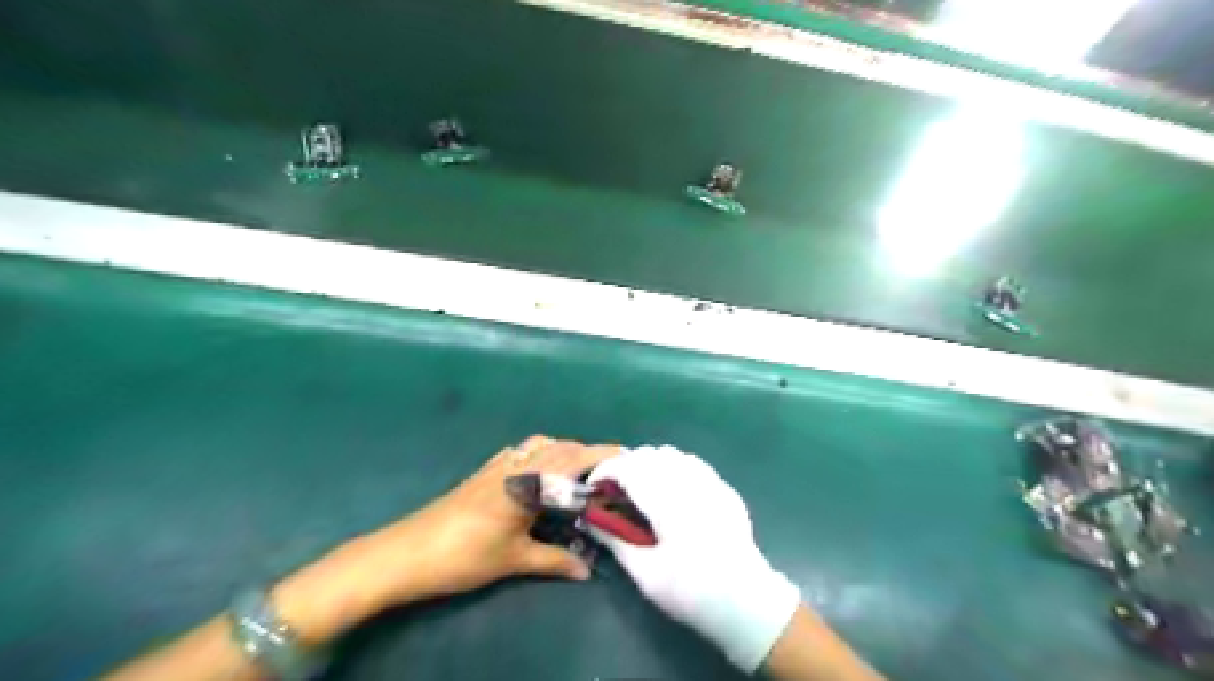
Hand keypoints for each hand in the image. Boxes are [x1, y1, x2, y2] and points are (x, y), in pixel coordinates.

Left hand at [373, 437, 620, 601]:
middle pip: (560, 446)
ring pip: (540, 445)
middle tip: (609, 471)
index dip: (602, 455)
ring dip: (563, 450)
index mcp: (528, 482)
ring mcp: (497, 465)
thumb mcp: (514, 560)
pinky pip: (520, 452)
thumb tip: (587, 570)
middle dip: (588, 452)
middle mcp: (516, 465)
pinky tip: (539, 474)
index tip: (627, 456)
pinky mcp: (483, 472)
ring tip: (578, 472)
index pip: (573, 459)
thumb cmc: (465, 554)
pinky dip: (540, 454)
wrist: (407, 552)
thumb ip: (554, 561)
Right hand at [585, 445, 797, 671]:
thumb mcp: (645, 574)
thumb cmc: (691, 591)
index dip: (605, 471)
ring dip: (649, 463)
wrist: (747, 602)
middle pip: (648, 455)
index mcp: (666, 500)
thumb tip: (590, 519)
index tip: (593, 487)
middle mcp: (688, 481)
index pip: (627, 467)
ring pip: (671, 454)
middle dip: (625, 466)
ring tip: (641, 489)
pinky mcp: (724, 489)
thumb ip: (615, 540)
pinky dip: (672, 467)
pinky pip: (692, 463)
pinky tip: (671, 491)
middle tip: (614, 492)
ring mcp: (710, 482)